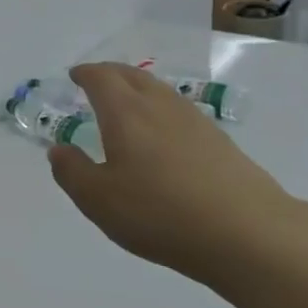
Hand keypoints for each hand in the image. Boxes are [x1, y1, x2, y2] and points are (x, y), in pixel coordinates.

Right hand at [47, 63, 301, 285]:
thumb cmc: (160, 213)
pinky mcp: (219, 141)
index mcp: (125, 113)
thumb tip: (59, 149)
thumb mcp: (99, 200)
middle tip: (95, 81)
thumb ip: (72, 172)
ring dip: (137, 88)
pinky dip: (160, 109)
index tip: (74, 76)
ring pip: (159, 91)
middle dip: (110, 74)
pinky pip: (179, 110)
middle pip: (132, 76)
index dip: (85, 74)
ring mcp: (194, 121)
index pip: (101, 78)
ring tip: (126, 103)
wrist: (248, 234)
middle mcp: (159, 106)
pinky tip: (162, 133)